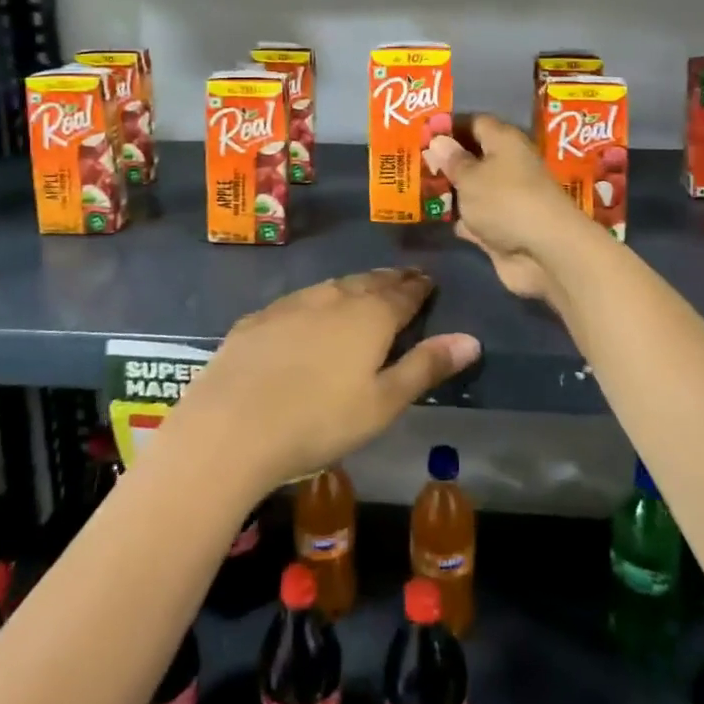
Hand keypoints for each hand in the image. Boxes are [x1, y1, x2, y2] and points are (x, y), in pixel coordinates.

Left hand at [163, 269, 480, 494]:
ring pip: (334, 286)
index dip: (419, 286)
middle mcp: (334, 298)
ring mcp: (293, 304)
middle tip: (403, 279)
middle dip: (390, 280)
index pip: (403, 293)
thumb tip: (471, 339)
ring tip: (365, 289)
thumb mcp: (384, 403)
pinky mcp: (260, 318)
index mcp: (370, 316)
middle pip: (369, 282)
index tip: (428, 280)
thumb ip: (426, 367)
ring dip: (354, 286)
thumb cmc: (320, 420)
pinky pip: (300, 300)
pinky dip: (318, 300)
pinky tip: (312, 312)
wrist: (232, 424)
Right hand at [424, 114, 589, 300]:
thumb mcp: (470, 177)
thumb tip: (438, 140)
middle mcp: (509, 165)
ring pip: (474, 189)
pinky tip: (437, 219)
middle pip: (475, 157)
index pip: (476, 123)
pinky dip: (461, 219)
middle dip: (447, 161)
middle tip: (414, 162)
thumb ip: (452, 161)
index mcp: (504, 142)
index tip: (423, 134)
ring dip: (452, 192)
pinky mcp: (504, 228)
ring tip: (417, 189)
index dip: (450, 127)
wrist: (544, 252)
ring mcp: (507, 199)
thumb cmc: (504, 201)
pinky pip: (477, 217)